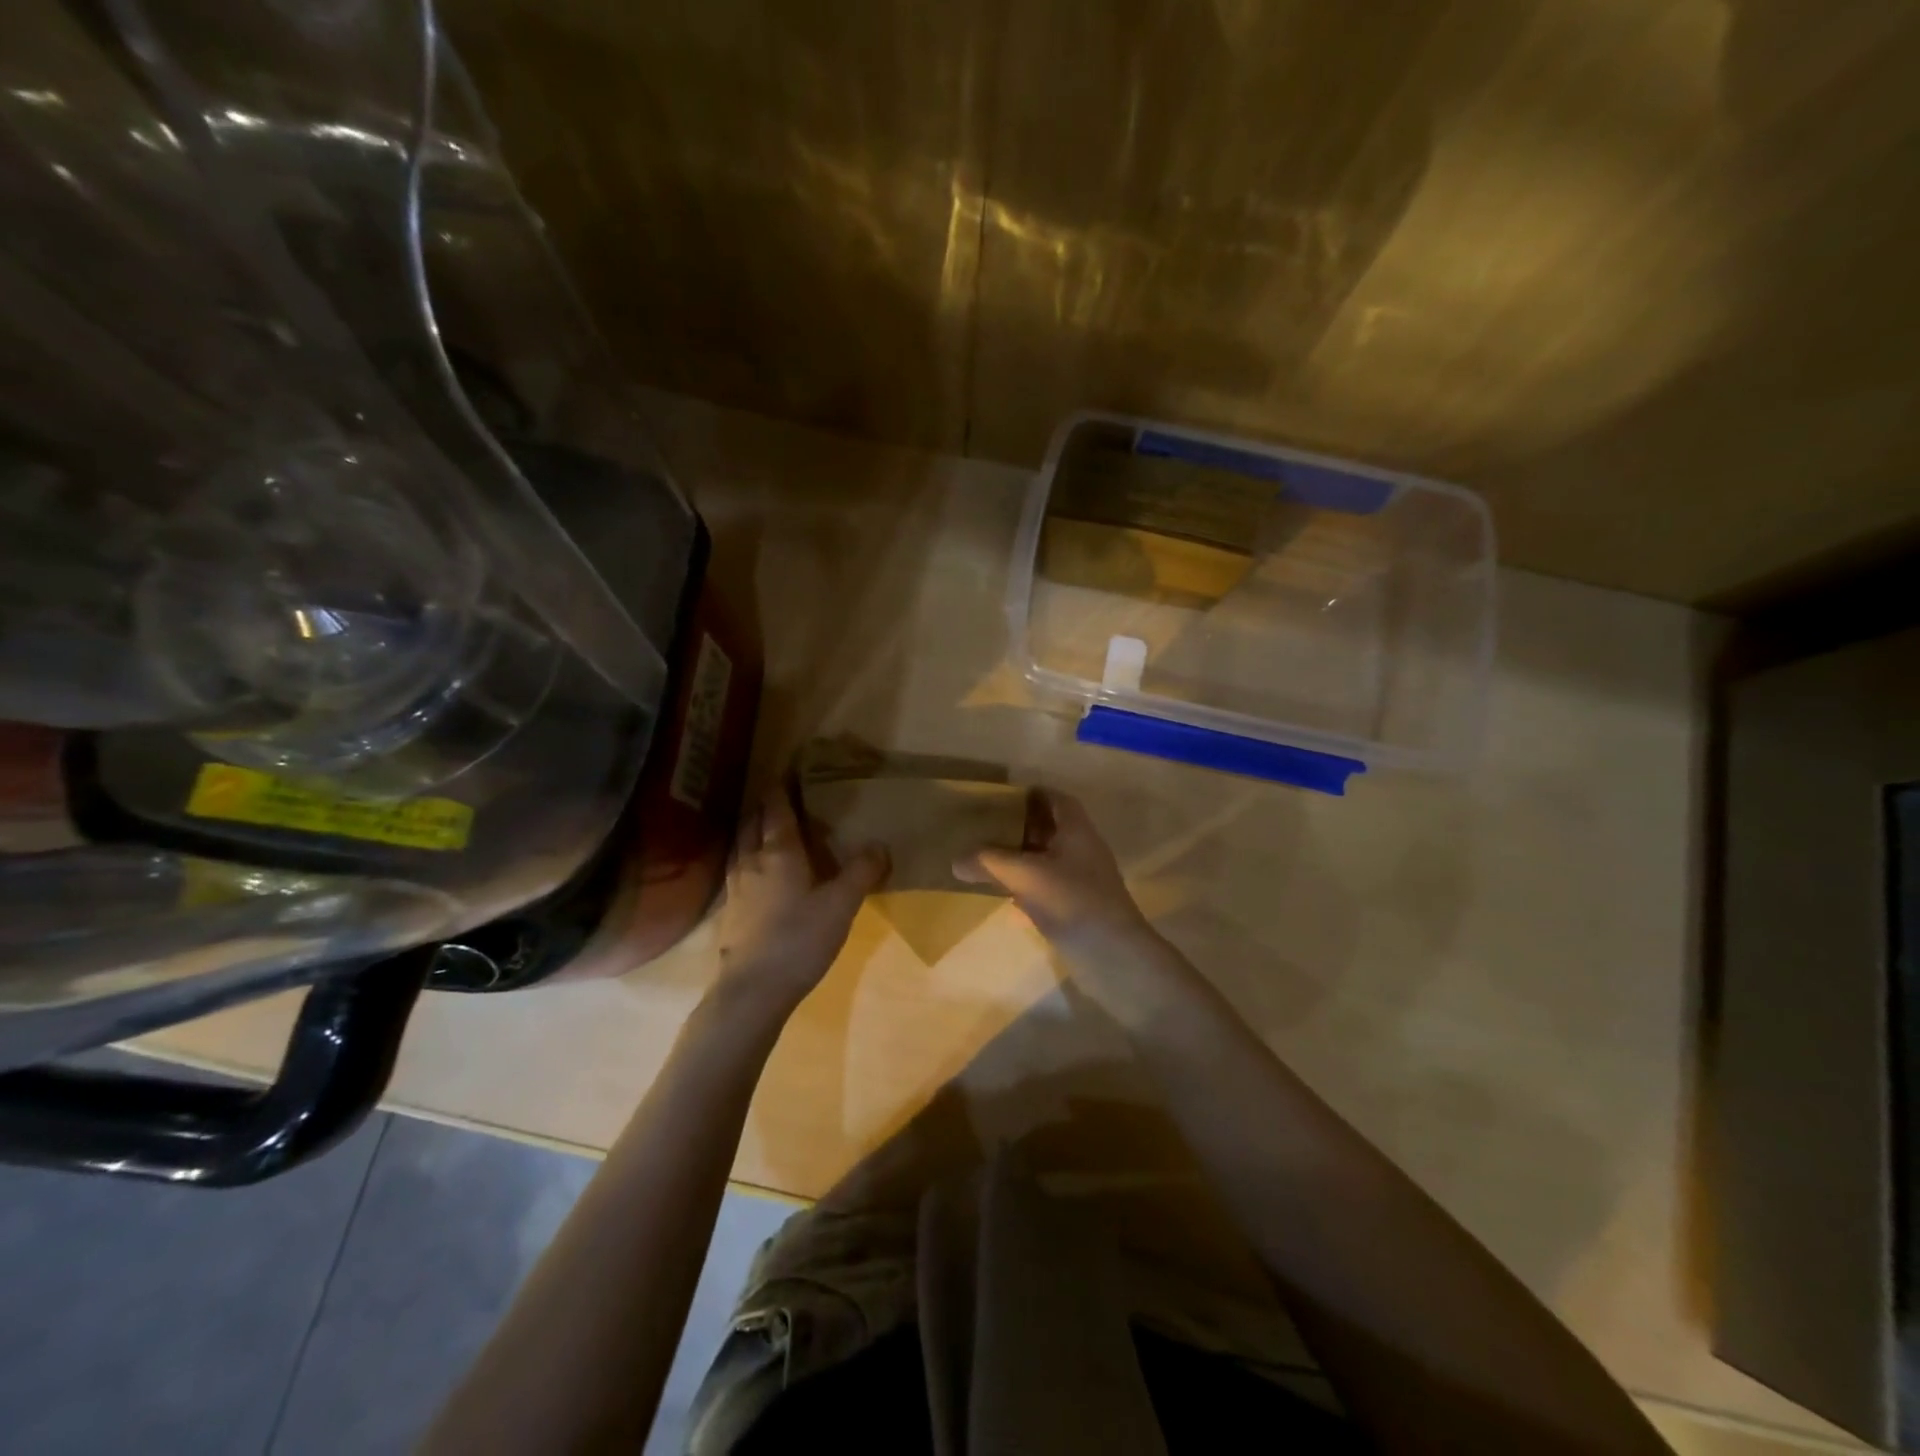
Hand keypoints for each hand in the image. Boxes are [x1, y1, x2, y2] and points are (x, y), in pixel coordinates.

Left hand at [714, 787, 888, 1017]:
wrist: (752, 990)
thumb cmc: (799, 939)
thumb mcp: (841, 904)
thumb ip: (862, 872)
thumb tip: (880, 844)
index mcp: (779, 851)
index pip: (777, 808)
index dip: (782, 787)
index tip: (790, 770)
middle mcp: (752, 860)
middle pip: (753, 821)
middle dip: (765, 805)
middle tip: (782, 796)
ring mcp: (735, 886)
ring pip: (741, 844)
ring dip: (752, 829)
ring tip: (766, 827)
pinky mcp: (730, 910)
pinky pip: (737, 869)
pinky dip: (747, 858)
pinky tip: (756, 872)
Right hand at [956, 789, 1193, 1023]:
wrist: (1113, 957)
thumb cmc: (1072, 901)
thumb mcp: (1024, 876)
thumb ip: (988, 862)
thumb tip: (955, 860)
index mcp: (1077, 830)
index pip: (1056, 799)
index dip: (1032, 795)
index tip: (1001, 798)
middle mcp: (1083, 849)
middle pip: (1051, 829)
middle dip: (1021, 827)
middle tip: (987, 828)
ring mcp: (1083, 881)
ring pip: (1048, 860)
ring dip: (1023, 859)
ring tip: (989, 860)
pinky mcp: (1079, 908)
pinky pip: (1049, 888)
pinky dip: (1028, 888)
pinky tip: (1006, 900)